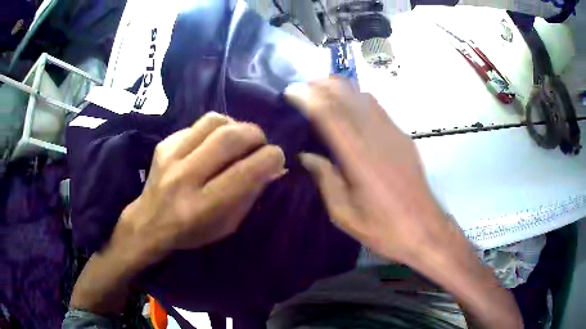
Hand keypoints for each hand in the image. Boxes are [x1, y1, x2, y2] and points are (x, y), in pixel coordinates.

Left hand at [119, 112, 285, 261]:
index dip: (271, 158)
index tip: (277, 158)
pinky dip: (214, 130)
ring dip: (235, 125)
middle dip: (256, 135)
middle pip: (230, 137)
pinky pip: (197, 125)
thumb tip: (273, 167)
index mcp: (204, 206)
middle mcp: (185, 177)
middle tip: (260, 144)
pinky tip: (212, 143)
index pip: (246, 171)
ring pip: (213, 121)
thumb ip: (250, 194)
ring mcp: (170, 157)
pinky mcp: (163, 144)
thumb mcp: (227, 225)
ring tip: (238, 139)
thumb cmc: (191, 232)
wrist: (148, 223)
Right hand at [286, 77, 521, 328]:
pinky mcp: (402, 137)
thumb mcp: (344, 213)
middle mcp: (376, 137)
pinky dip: (357, 99)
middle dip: (322, 85)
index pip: (329, 114)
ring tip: (322, 94)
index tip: (291, 91)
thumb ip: (324, 179)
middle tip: (303, 90)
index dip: (308, 97)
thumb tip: (306, 155)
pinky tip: (349, 108)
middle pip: (347, 96)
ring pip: (363, 96)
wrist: (424, 229)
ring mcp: (393, 134)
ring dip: (340, 89)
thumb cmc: (383, 228)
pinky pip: (377, 107)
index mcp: (358, 158)